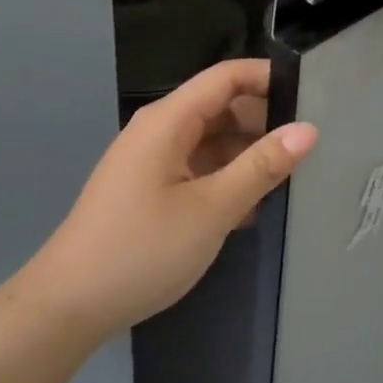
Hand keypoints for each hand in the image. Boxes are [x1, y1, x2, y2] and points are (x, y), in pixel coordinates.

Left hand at [20, 59, 317, 338]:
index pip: (225, 77)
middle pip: (219, 107)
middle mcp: (158, 131)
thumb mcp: (212, 209)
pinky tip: (254, 208)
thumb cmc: (143, 249)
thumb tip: (307, 130)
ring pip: (210, 142)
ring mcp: (151, 162)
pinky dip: (225, 180)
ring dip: (246, 155)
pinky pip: (196, 170)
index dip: (268, 78)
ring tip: (293, 176)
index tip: (313, 96)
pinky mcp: (149, 191)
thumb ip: (261, 167)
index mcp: (168, 121)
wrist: (69, 305)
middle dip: (263, 121)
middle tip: (311, 145)